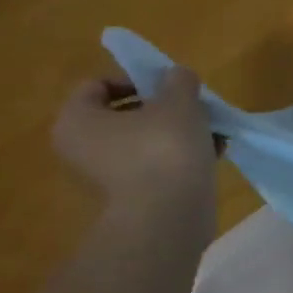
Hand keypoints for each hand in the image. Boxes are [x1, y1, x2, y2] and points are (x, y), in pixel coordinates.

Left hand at [54, 68, 216, 210]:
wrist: (169, 216)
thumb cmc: (163, 148)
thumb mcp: (178, 101)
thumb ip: (178, 80)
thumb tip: (177, 76)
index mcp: (77, 121)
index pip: (98, 85)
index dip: (135, 78)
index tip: (167, 86)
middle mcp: (83, 148)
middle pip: (126, 114)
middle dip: (165, 107)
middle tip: (194, 107)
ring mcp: (108, 175)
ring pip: (146, 140)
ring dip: (179, 131)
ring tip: (213, 131)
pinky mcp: (135, 196)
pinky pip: (158, 164)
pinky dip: (182, 156)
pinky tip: (214, 153)